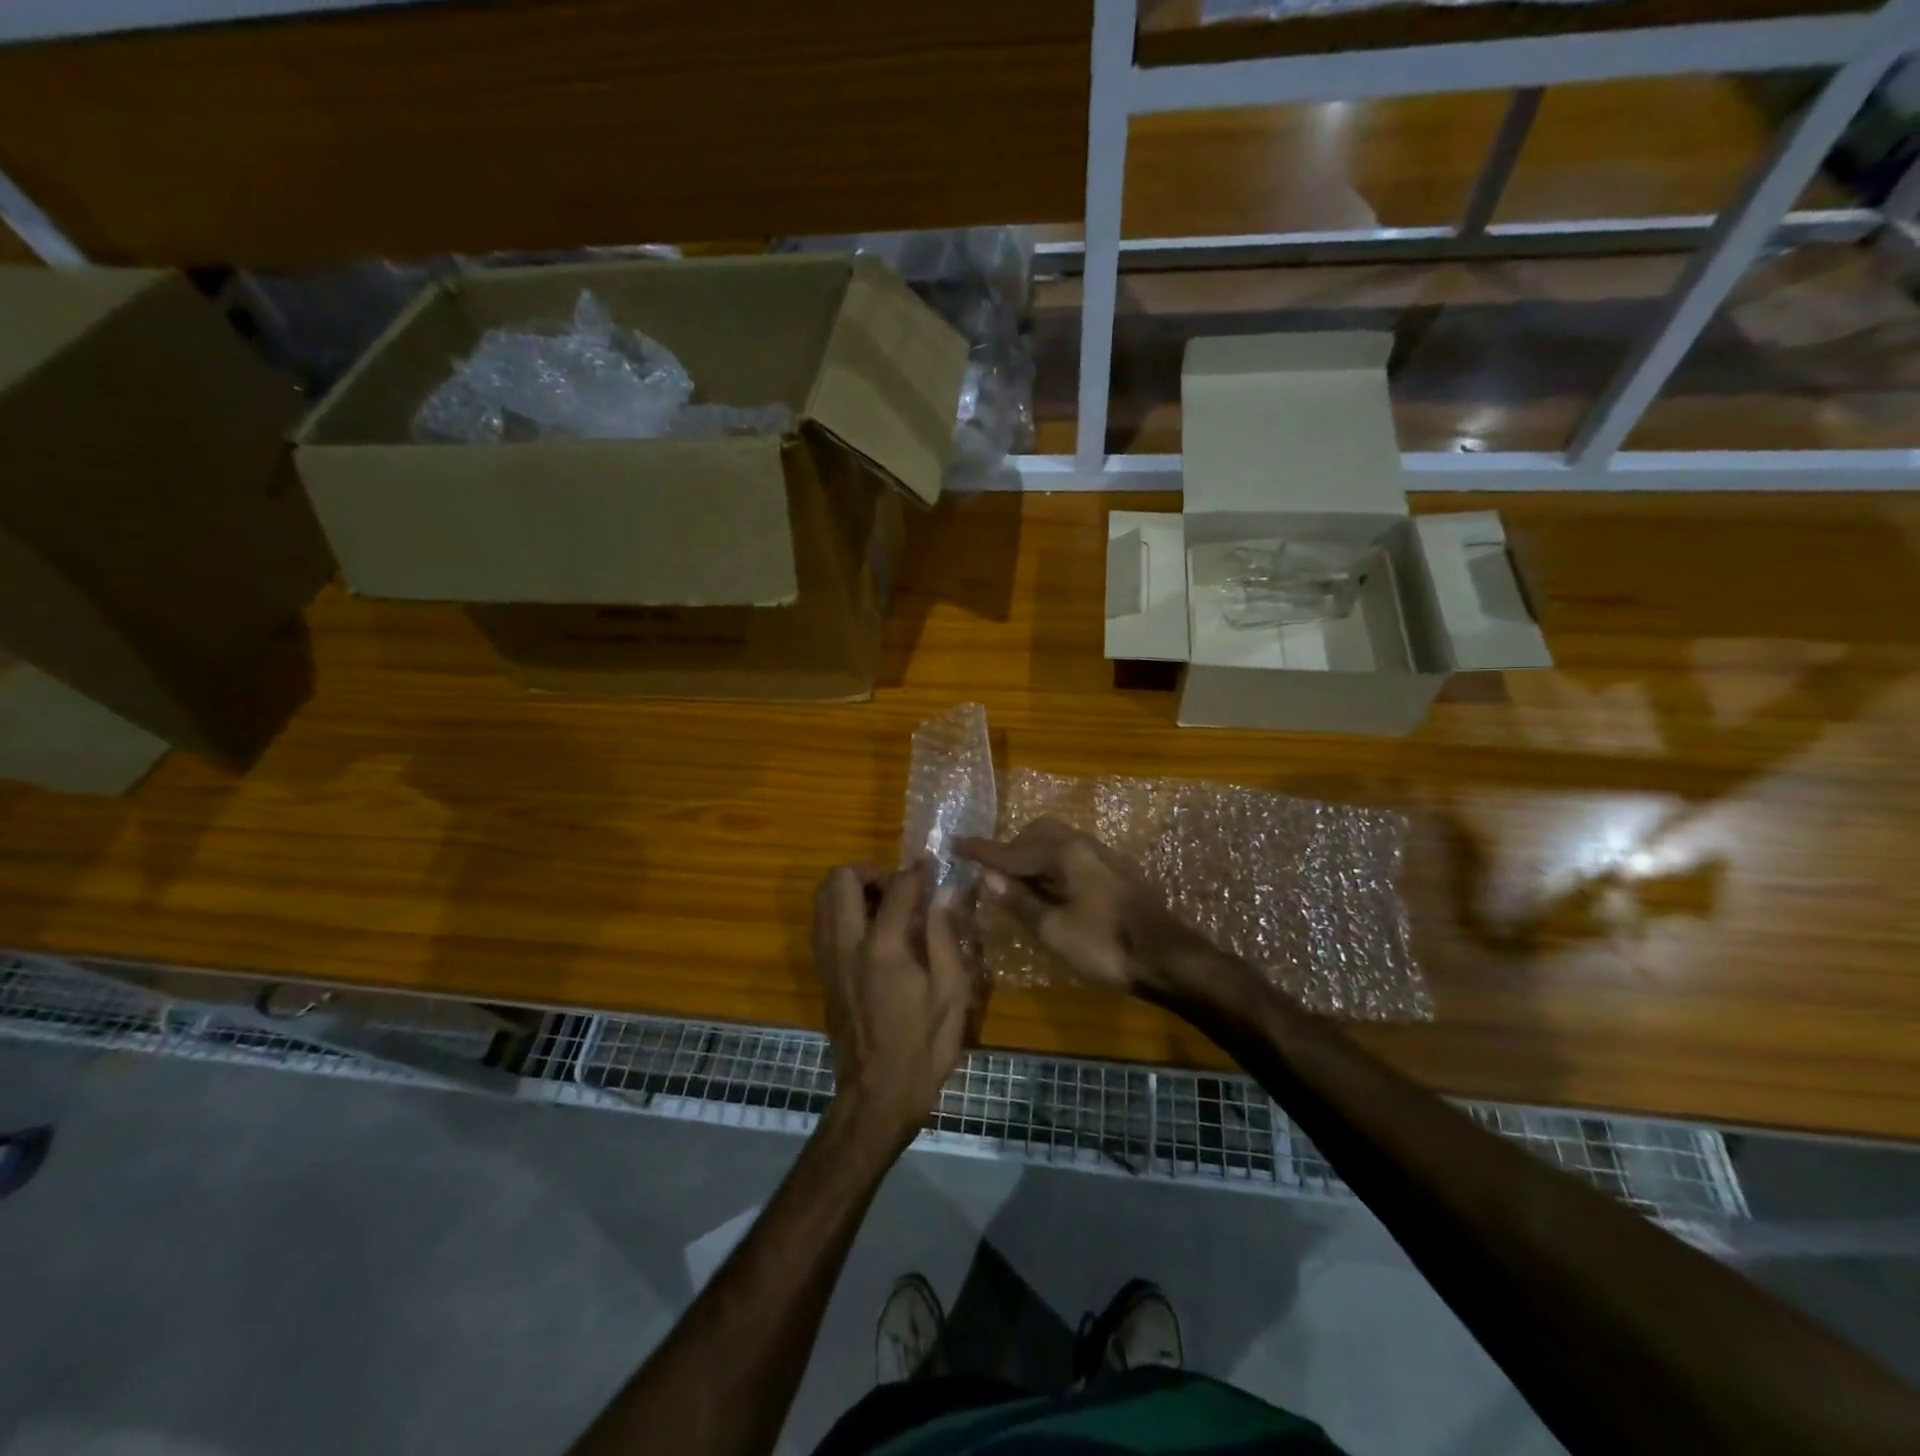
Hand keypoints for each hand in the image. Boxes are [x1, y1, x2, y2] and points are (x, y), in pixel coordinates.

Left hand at [813, 860, 974, 1146]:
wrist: (877, 1096)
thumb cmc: (924, 1048)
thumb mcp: (951, 994)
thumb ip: (945, 936)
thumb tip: (947, 892)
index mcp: (884, 949)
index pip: (898, 887)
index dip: (918, 871)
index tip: (933, 868)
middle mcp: (847, 945)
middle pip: (840, 879)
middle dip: (871, 871)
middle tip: (900, 889)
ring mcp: (828, 959)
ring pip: (822, 897)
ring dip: (851, 889)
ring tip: (885, 906)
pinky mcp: (822, 973)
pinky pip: (822, 922)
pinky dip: (841, 910)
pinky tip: (872, 931)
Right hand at [956, 818, 1189, 994]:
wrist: (1168, 958)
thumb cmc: (1105, 946)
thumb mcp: (1054, 930)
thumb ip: (1020, 901)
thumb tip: (988, 877)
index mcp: (1065, 853)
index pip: (1013, 850)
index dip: (982, 851)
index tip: (955, 843)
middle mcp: (1084, 844)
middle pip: (1038, 834)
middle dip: (1012, 849)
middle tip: (993, 874)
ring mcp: (1104, 856)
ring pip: (1059, 842)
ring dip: (1033, 856)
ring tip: (1019, 884)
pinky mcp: (1117, 872)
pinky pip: (1074, 855)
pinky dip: (1053, 864)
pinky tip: (1052, 889)